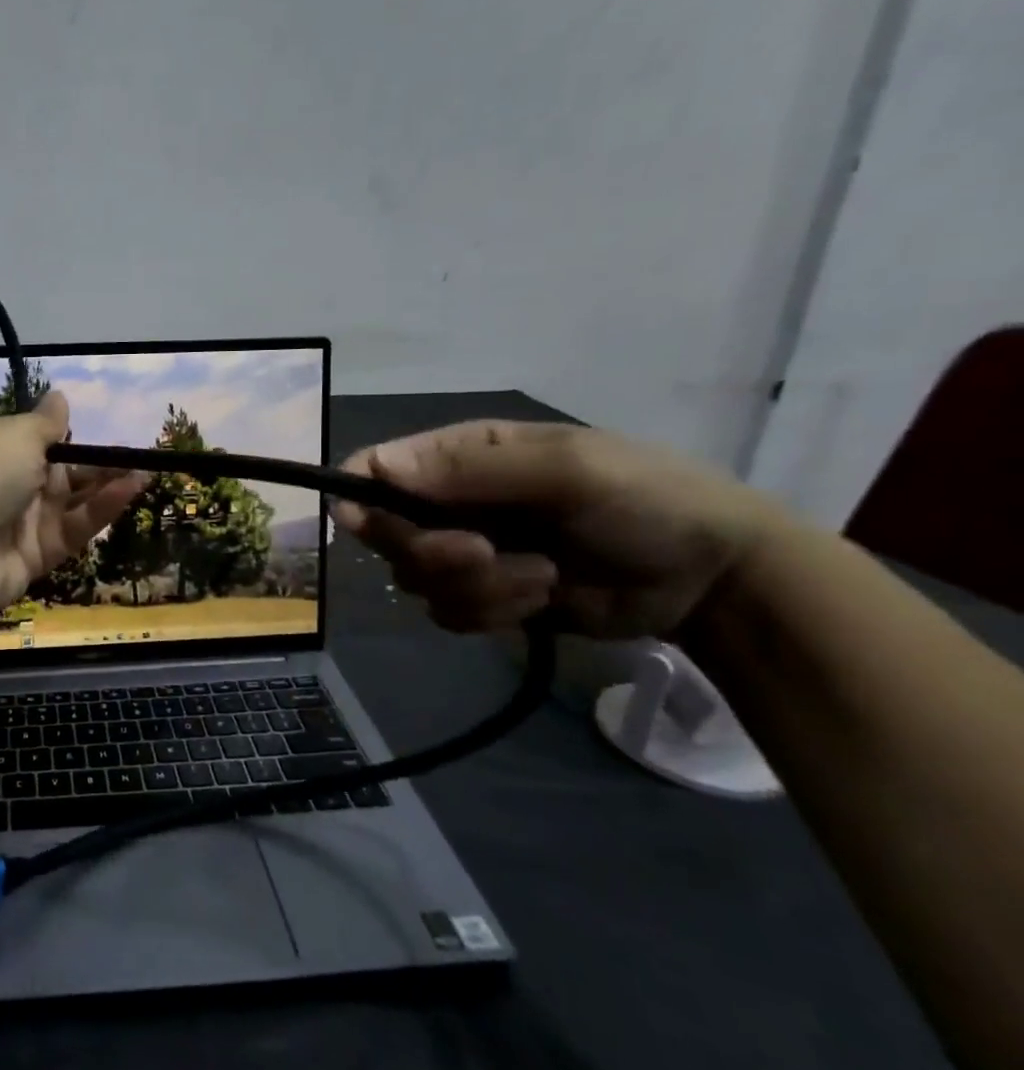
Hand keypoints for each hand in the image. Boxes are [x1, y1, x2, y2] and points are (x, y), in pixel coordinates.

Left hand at [0, 392, 147, 619]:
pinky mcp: (36, 557)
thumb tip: (59, 396)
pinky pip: (73, 530)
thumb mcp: (16, 434)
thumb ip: (46, 423)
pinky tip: (128, 492)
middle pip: (62, 475)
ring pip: (72, 504)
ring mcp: (21, 524)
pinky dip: (100, 511)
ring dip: (107, 488)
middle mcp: (8, 485)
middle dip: (98, 467)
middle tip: (139, 458)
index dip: (73, 441)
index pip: (40, 443)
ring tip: (144, 473)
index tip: (108, 438)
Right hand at [332, 421, 784, 638]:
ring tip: (540, 579)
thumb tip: (378, 467)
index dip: (359, 496)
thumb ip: (472, 467)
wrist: (712, 579)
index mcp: (462, 455)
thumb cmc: (646, 500)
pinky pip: (448, 614)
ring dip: (476, 588)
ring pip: (416, 580)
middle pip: (386, 534)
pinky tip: (541, 601)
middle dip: (432, 552)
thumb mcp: (566, 470)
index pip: (376, 468)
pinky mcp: (485, 598)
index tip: (365, 525)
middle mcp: (451, 502)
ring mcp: (466, 553)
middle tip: (484, 554)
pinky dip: (492, 613)